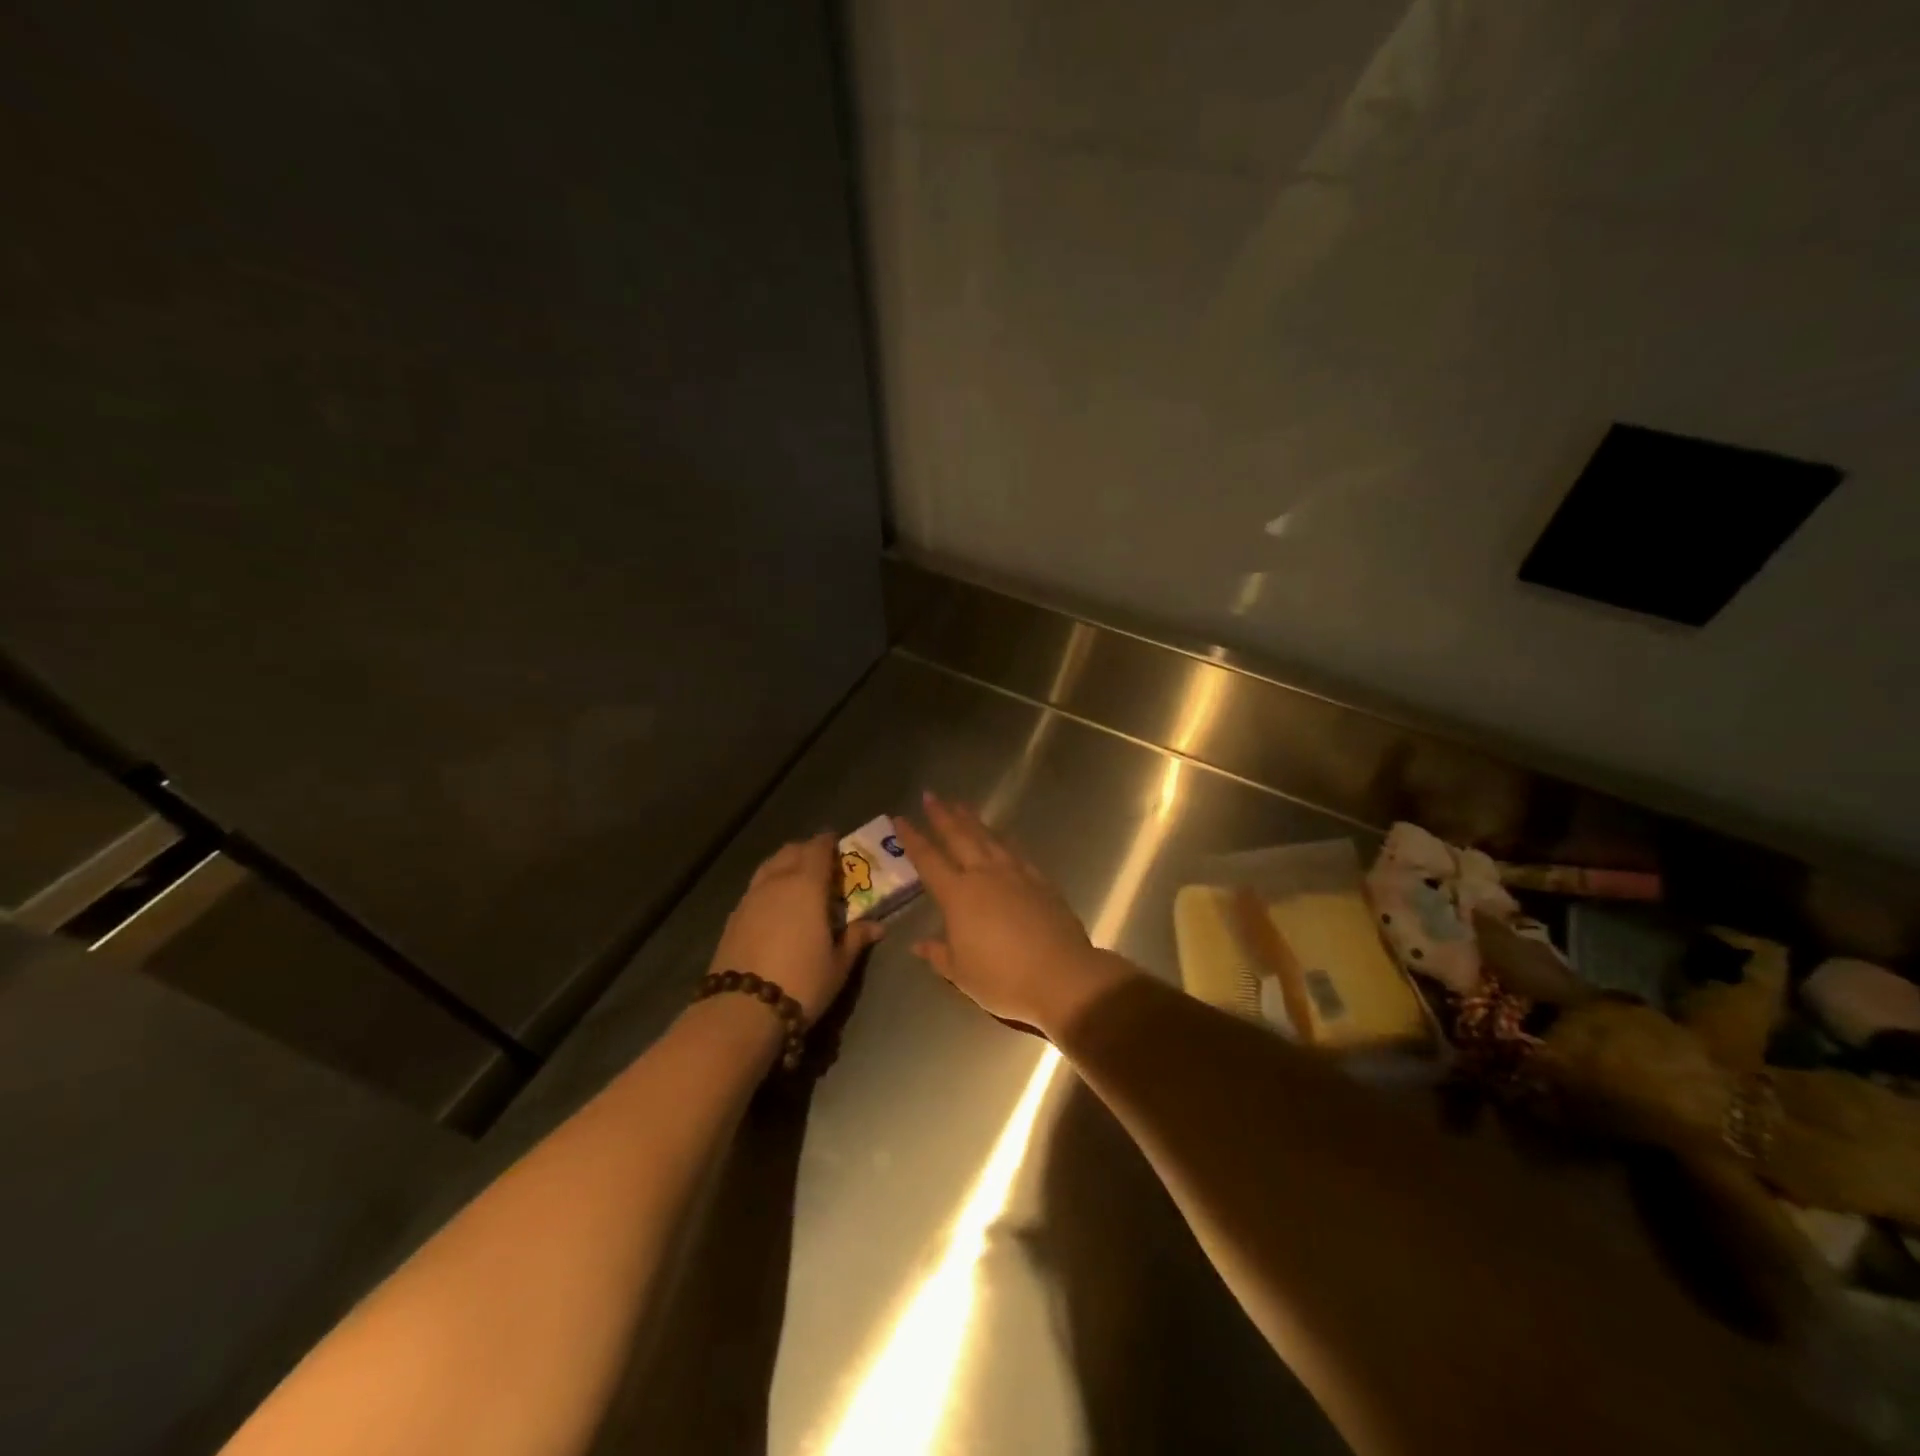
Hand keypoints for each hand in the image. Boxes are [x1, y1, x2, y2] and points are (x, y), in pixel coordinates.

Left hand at [710, 833, 884, 1022]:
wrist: (742, 1010)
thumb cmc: (802, 982)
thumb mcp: (838, 964)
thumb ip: (856, 939)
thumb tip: (878, 926)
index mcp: (807, 885)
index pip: (818, 848)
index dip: (829, 842)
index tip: (839, 843)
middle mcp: (777, 882)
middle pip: (791, 851)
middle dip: (807, 851)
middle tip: (823, 864)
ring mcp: (750, 898)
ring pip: (769, 866)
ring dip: (785, 865)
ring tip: (798, 882)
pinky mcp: (733, 917)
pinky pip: (755, 888)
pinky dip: (769, 886)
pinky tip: (775, 908)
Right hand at [896, 792, 1133, 1037]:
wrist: (1061, 976)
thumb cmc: (1003, 979)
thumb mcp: (961, 974)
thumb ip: (938, 954)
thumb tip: (918, 944)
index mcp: (958, 895)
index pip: (928, 860)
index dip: (912, 839)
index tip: (900, 819)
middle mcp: (984, 875)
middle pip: (959, 837)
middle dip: (942, 815)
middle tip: (931, 796)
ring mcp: (1015, 874)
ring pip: (988, 838)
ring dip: (972, 820)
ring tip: (960, 804)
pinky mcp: (1039, 880)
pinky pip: (1015, 850)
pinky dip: (1002, 838)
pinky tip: (1000, 834)